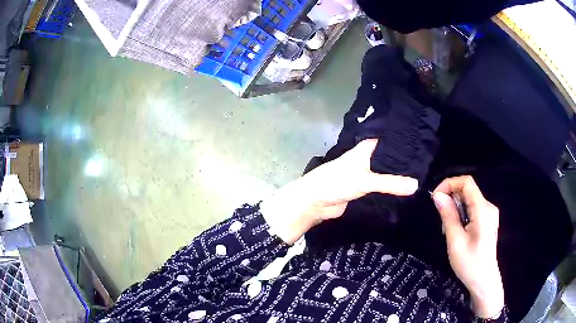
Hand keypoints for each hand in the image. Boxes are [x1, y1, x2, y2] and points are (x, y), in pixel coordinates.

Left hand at [260, 139, 417, 243]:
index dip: (404, 140)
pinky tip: (406, 189)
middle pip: (389, 157)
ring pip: (386, 172)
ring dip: (398, 175)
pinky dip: (391, 187)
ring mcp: (365, 173)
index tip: (424, 141)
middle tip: (428, 162)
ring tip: (423, 175)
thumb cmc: (336, 182)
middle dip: (404, 160)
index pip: (389, 139)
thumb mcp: (365, 180)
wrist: (314, 202)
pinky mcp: (363, 188)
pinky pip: (381, 186)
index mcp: (366, 148)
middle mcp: (367, 158)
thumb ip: (390, 183)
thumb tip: (417, 185)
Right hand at [433, 176, 503, 318]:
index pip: (466, 182)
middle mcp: (488, 206)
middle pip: (467, 191)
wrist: (484, 280)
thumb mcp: (455, 241)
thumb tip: (437, 196)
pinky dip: (462, 215)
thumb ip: (448, 216)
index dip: (449, 184)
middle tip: (441, 222)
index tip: (436, 198)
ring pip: (469, 200)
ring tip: (449, 231)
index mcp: (482, 209)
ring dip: (455, 210)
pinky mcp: (487, 220)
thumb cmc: (469, 263)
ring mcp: (489, 213)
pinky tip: (457, 231)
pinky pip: (472, 209)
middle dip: (451, 200)